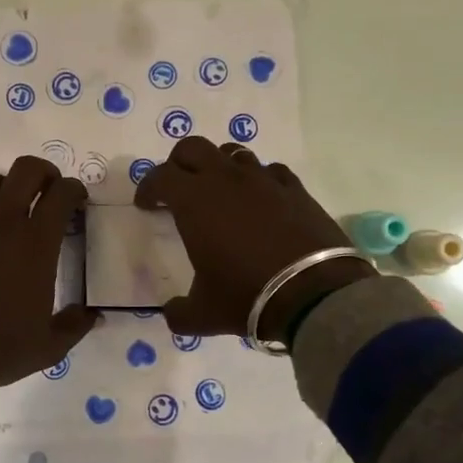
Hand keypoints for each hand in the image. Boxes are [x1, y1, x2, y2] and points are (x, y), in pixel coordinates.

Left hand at [0, 157, 99, 385]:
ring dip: (5, 190)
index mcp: (36, 243)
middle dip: (43, 173)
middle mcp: (2, 223)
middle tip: (47, 191)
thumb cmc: (2, 349)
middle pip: (26, 170)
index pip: (62, 193)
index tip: (76, 201)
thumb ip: (76, 325)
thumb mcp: (51, 345)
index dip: (73, 190)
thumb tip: (93, 314)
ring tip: (7, 210)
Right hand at [134, 137, 373, 340]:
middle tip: (177, 187)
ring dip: (218, 166)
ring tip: (219, 190)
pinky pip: (270, 171)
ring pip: (233, 153)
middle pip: (193, 148)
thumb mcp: (203, 314)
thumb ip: (179, 312)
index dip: (148, 188)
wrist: (315, 294)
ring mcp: (264, 180)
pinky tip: (261, 200)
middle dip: (178, 163)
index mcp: (195, 201)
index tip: (146, 205)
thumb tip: (172, 312)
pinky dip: (258, 180)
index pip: (160, 177)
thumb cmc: (248, 296)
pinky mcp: (295, 189)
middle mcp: (226, 180)